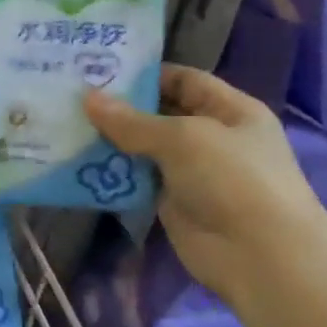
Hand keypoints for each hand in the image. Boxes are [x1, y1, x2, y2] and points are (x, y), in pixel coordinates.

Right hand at [83, 65, 326, 306]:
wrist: (260, 257)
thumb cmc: (232, 180)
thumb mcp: (183, 139)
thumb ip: (132, 121)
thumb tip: (87, 98)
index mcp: (230, 110)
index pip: (183, 80)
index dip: (145, 74)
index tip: (99, 70)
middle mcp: (212, 136)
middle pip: (159, 113)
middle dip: (119, 107)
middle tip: (71, 97)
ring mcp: (191, 171)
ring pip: (143, 148)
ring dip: (110, 140)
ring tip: (66, 126)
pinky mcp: (172, 202)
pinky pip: (137, 179)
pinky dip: (112, 172)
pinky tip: (78, 163)